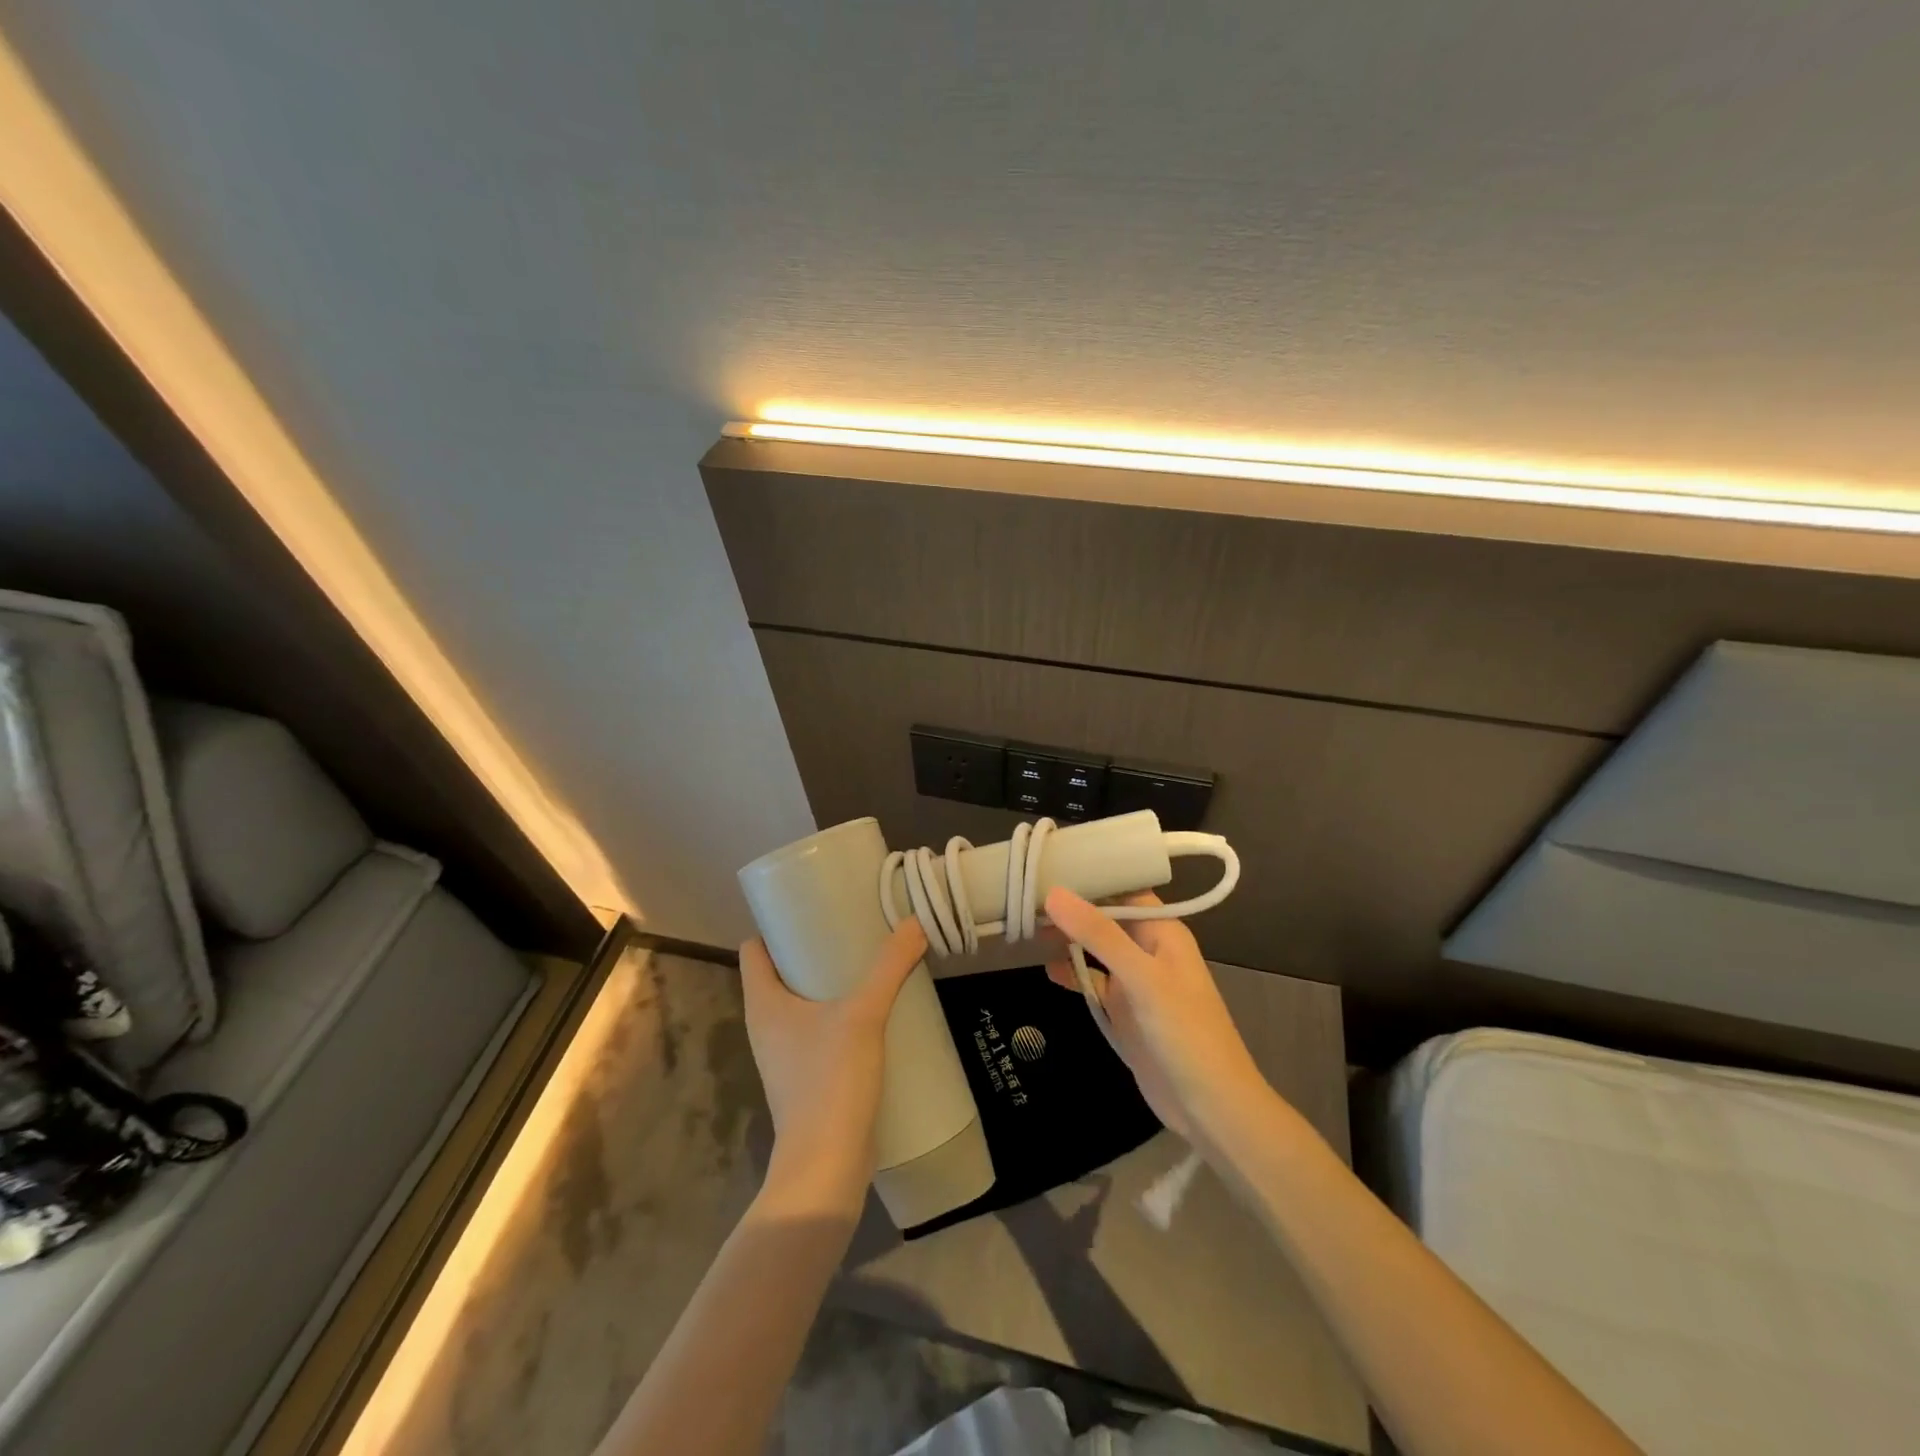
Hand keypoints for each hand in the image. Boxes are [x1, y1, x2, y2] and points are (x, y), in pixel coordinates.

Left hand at [739, 920, 927, 1214]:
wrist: (826, 1165)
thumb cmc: (829, 1081)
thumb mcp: (863, 1015)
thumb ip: (889, 966)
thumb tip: (914, 923)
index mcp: (763, 1004)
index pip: (754, 950)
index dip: (776, 925)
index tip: (812, 907)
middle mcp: (766, 1025)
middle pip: (780, 972)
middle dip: (812, 948)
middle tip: (850, 927)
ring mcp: (784, 1054)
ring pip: (801, 1002)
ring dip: (828, 983)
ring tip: (866, 962)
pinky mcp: (805, 1076)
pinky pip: (817, 1029)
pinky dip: (838, 1013)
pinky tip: (872, 1009)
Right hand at [1044, 887, 1267, 1142]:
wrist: (1211, 1108)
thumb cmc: (1185, 1033)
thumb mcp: (1142, 978)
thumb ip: (1099, 935)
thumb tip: (1054, 893)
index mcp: (1162, 931)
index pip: (1122, 889)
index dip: (1088, 876)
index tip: (1046, 865)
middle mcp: (1148, 949)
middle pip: (1104, 917)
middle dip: (1070, 907)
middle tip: (1024, 895)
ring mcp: (1135, 982)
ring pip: (1095, 948)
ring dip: (1067, 938)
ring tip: (1026, 926)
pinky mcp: (1123, 1011)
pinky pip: (1092, 981)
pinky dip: (1071, 973)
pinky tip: (1047, 969)